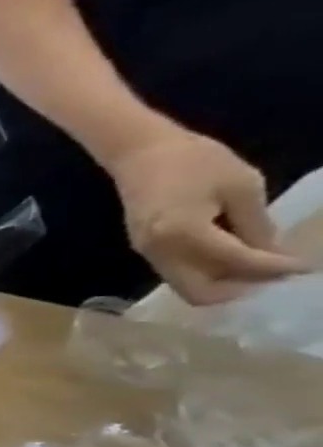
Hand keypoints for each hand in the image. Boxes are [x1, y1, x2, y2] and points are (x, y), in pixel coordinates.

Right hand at [106, 127, 305, 304]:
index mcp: (185, 234)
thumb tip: (272, 254)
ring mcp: (148, 253)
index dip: (275, 268)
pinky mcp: (145, 249)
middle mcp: (161, 252)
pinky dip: (206, 270)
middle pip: (198, 292)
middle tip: (271, 274)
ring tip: (255, 263)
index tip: (305, 268)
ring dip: (222, 281)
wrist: (141, 154)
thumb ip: (255, 225)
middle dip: (237, 289)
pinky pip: (178, 271)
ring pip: (186, 285)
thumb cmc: (195, 162)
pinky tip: (228, 252)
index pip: (236, 261)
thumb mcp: (241, 186)